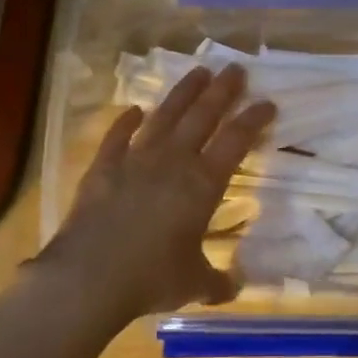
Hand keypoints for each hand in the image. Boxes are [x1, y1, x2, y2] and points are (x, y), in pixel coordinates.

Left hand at [34, 65, 274, 322]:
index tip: (268, 102)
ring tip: (198, 72)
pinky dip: (126, 121)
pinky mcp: (103, 168)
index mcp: (202, 185)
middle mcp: (172, 162)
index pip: (235, 141)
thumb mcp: (194, 284)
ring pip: (164, 117)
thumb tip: (234, 288)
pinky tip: (134, 110)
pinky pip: (117, 137)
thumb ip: (217, 282)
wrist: (90, 277)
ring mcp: (135, 160)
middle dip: (222, 91)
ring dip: (183, 93)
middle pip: (202, 117)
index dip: (253, 119)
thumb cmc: (151, 278)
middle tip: (236, 69)